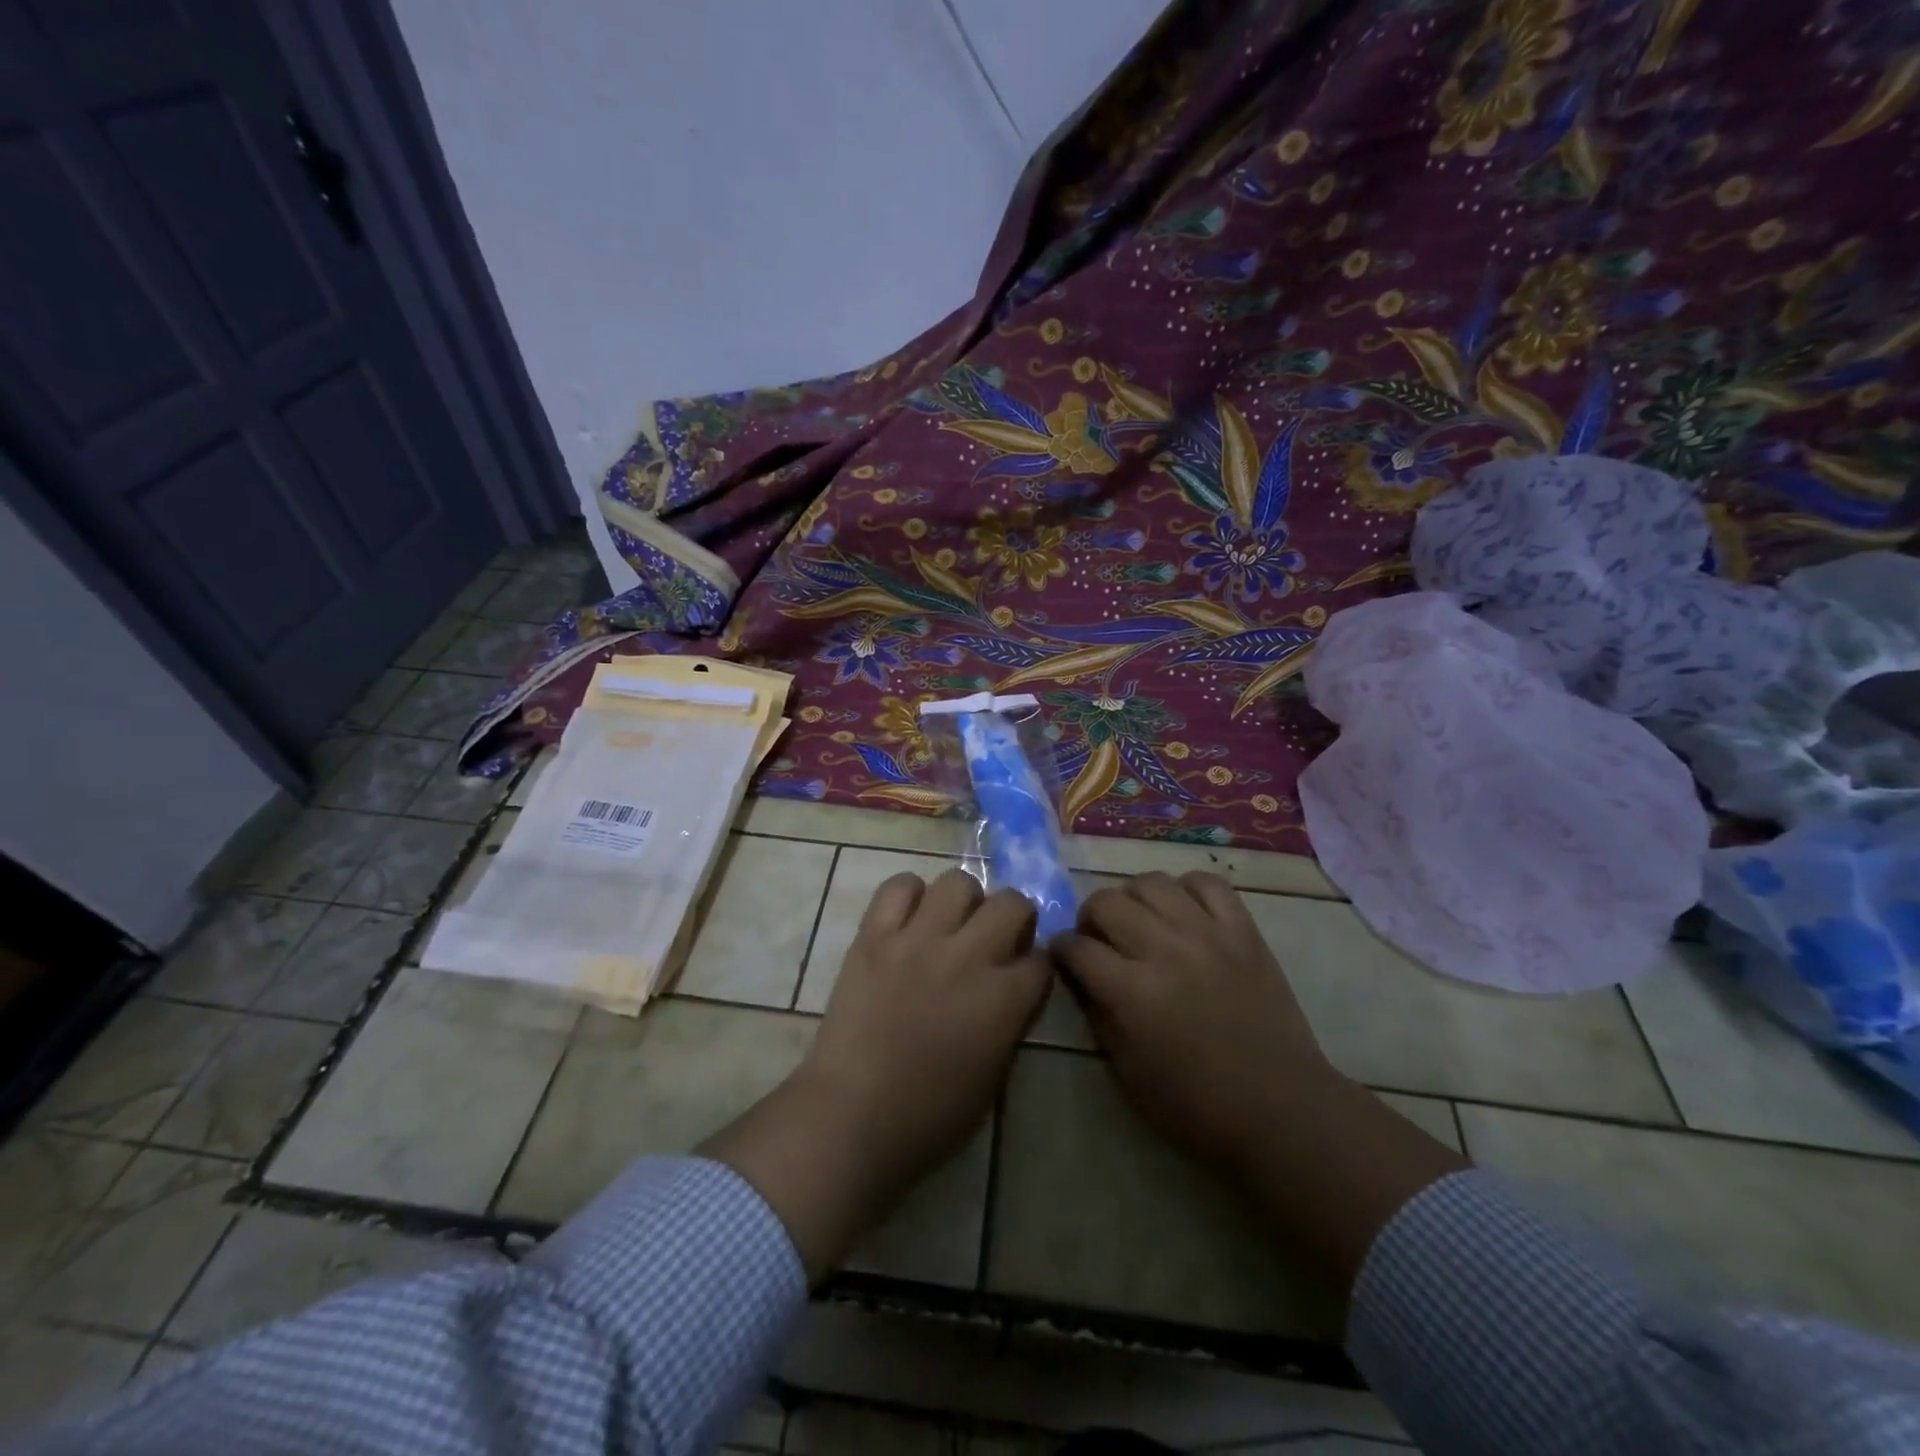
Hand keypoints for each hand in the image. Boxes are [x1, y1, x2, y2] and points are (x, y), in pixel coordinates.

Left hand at [804, 869, 1051, 1184]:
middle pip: (1012, 903)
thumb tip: (1010, 988)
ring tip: (949, 923)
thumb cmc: (929, 1116)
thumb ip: (1009, 1021)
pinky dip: (908, 895)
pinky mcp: (875, 936)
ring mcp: (919, 940)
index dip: (1033, 965)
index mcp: (1005, 999)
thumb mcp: (994, 1075)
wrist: (852, 1115)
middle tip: (993, 939)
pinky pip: (898, 887)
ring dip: (963, 901)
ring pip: (958, 881)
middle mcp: (969, 956)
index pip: (1042, 958)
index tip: (1021, 975)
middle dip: (1013, 918)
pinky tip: (907, 919)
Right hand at [1054, 871, 1467, 1285]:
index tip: (1064, 956)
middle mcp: (1165, 951)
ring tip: (1140, 920)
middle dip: (1090, 918)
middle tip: (1099, 938)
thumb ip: (1097, 1013)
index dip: (1061, 949)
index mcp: (1132, 993)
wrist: (1280, 1110)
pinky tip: (1183, 910)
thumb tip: (1080, 974)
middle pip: (1106, 902)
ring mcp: (1208, 935)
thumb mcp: (1126, 1072)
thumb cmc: (1195, 1105)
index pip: (1077, 948)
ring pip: (1152, 882)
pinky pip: (1207, 883)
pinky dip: (1186, 889)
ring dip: (1133, 898)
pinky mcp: (1244, 931)